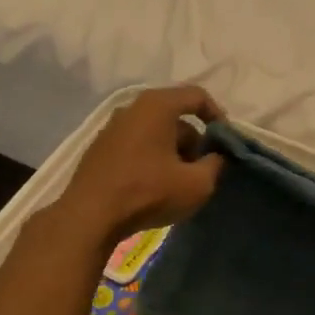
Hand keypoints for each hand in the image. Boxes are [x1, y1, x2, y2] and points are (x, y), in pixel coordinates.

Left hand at [52, 86, 225, 246]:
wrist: (89, 217)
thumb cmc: (148, 192)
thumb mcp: (197, 184)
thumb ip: (216, 164)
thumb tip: (216, 157)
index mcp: (157, 105)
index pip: (197, 96)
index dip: (218, 116)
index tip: (225, 143)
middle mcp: (133, 108)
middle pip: (176, 117)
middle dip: (195, 141)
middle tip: (203, 169)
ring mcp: (112, 128)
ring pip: (156, 132)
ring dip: (174, 152)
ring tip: (179, 182)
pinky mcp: (100, 149)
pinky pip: (137, 145)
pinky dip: (152, 158)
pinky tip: (154, 187)